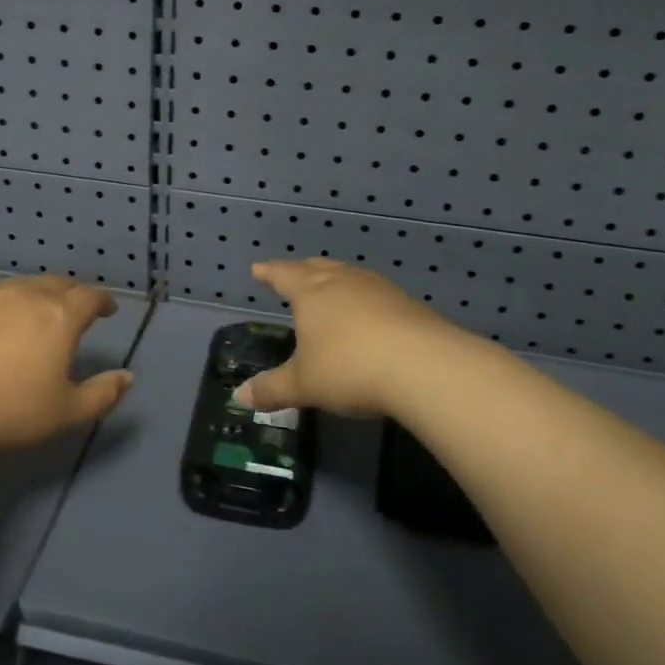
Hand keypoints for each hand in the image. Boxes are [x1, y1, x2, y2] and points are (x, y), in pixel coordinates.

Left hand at [0, 276, 133, 454]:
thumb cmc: (10, 412)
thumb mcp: (66, 413)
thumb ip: (103, 393)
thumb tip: (127, 376)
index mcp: (59, 316)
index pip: (90, 297)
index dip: (103, 301)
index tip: (107, 311)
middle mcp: (27, 295)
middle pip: (57, 284)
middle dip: (72, 294)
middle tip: (75, 310)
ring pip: (22, 285)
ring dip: (38, 294)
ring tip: (36, 314)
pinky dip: (4, 302)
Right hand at [235, 259, 454, 418]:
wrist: (424, 366)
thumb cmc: (349, 368)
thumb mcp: (304, 385)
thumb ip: (272, 389)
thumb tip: (239, 396)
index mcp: (311, 292)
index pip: (284, 275)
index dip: (269, 272)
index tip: (258, 269)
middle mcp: (343, 282)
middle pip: (318, 268)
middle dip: (301, 271)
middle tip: (292, 274)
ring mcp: (379, 290)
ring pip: (349, 276)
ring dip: (335, 280)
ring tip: (330, 288)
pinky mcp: (408, 304)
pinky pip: (376, 293)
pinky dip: (363, 299)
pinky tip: (368, 314)